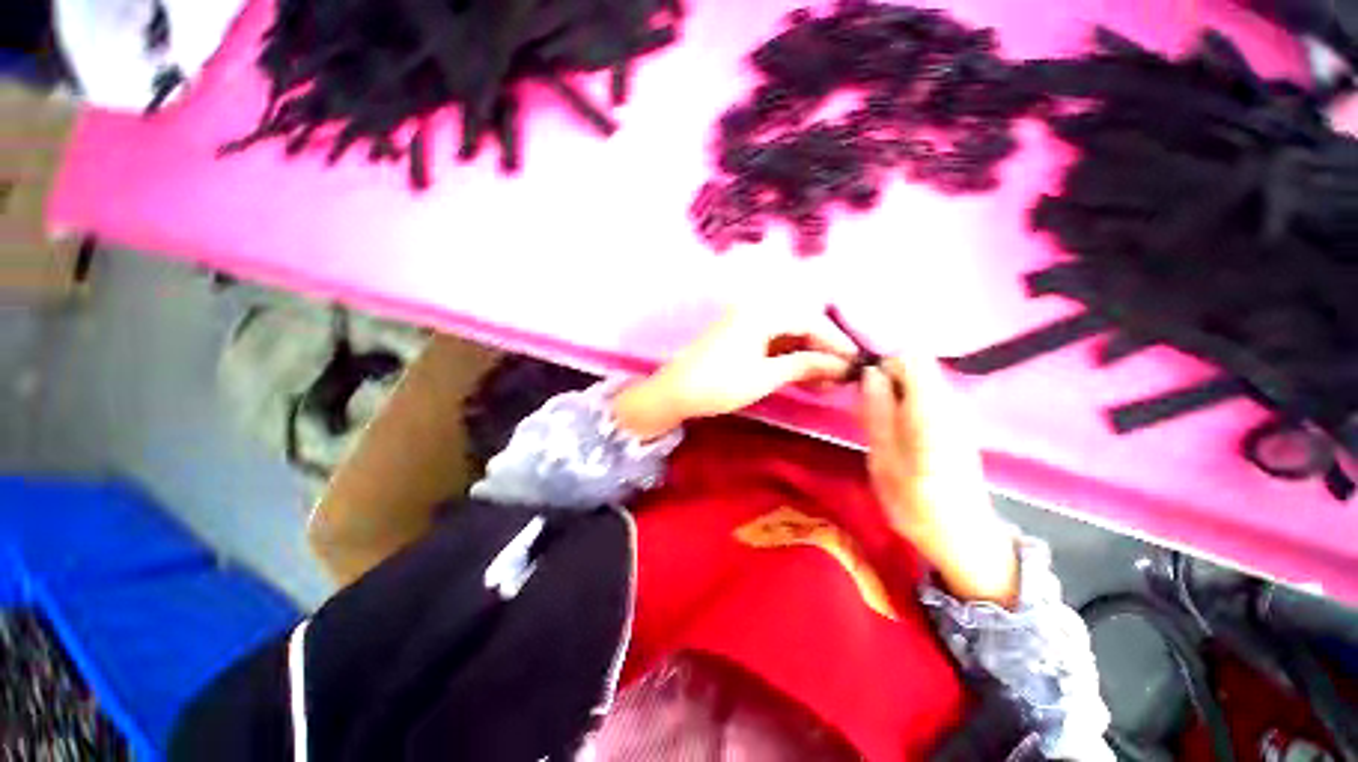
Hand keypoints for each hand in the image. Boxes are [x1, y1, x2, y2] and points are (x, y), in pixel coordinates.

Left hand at [613, 307, 855, 439]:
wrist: (674, 393)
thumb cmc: (719, 384)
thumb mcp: (765, 376)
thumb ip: (804, 365)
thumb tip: (840, 365)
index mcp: (761, 312)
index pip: (810, 320)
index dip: (836, 342)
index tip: (855, 364)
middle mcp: (755, 309)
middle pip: (800, 324)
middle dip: (822, 350)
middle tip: (840, 377)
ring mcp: (745, 322)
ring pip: (787, 335)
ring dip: (807, 355)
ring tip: (825, 382)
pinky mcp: (738, 336)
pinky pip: (772, 342)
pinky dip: (789, 357)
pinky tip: (801, 376)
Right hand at [861, 358, 1019, 606]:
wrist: (963, 537)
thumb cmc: (916, 505)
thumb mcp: (884, 461)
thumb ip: (877, 413)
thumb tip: (869, 373)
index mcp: (931, 411)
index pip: (911, 358)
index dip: (882, 365)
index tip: (863, 389)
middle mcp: (950, 403)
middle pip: (915, 366)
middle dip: (885, 379)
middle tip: (865, 410)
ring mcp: (956, 412)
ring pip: (918, 381)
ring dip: (892, 393)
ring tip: (877, 423)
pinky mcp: (954, 423)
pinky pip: (924, 396)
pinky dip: (904, 403)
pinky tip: (895, 431)